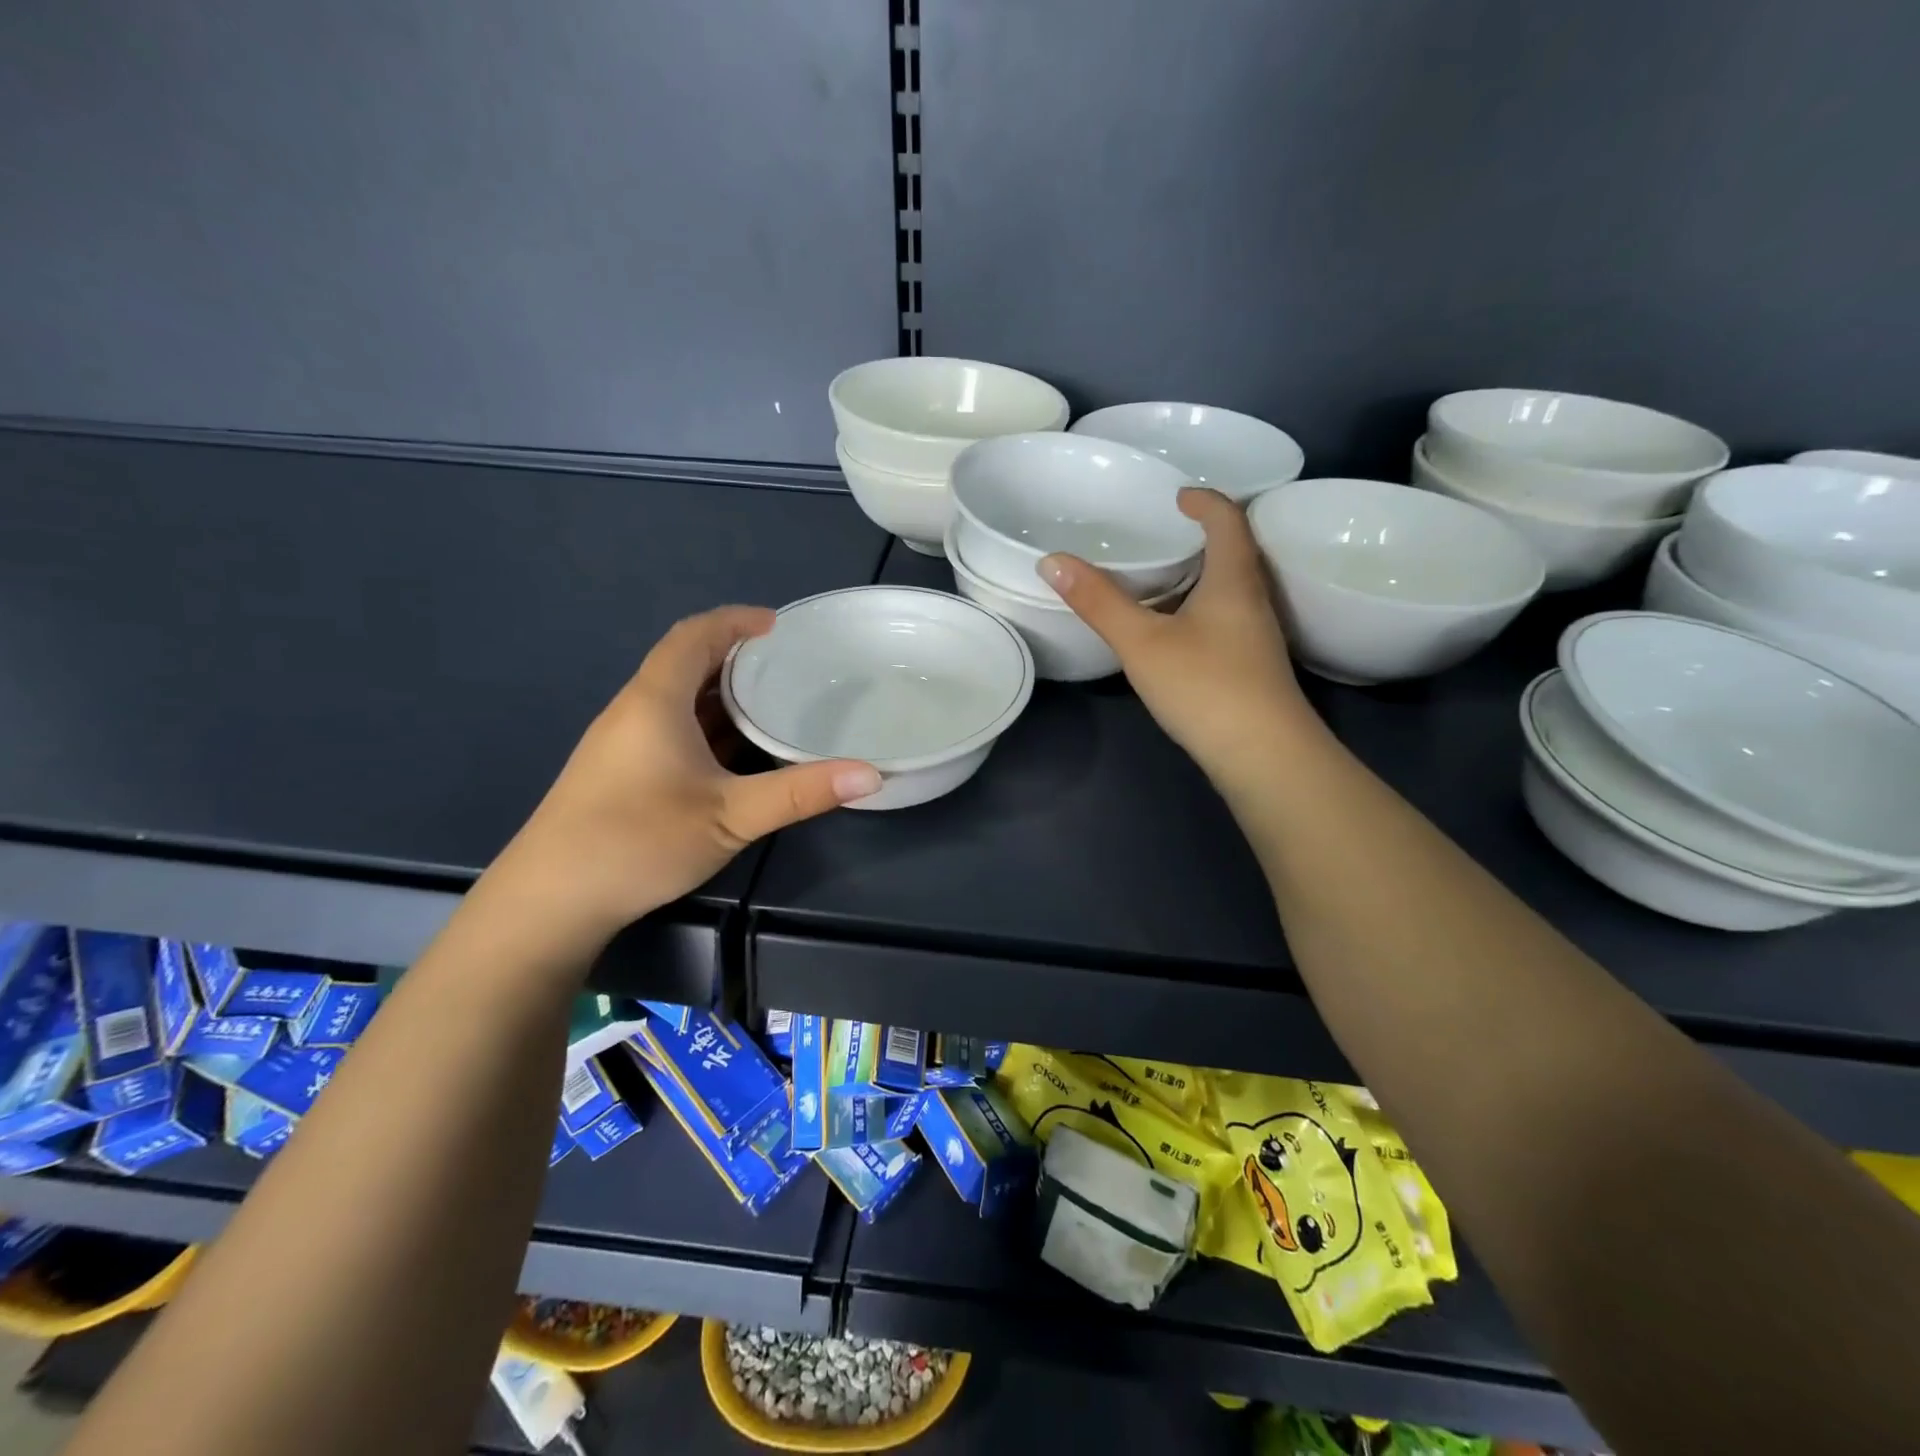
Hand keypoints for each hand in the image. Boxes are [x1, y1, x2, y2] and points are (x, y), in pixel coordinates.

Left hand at [482, 606, 879, 958]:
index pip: (694, 635)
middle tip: (788, 668)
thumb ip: (801, 792)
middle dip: (737, 659)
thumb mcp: (732, 816)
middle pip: (686, 664)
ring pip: (678, 701)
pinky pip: (670, 730)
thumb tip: (871, 775)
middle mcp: (635, 711)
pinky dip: (707, 728)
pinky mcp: (619, 773)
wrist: (549, 901)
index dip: (735, 620)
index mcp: (656, 701)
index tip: (777, 626)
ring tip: (772, 705)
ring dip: (722, 697)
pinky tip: (735, 755)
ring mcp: (622, 744)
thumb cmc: (639, 841)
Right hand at [1040, 488, 1317, 784]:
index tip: (1177, 496)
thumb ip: (1098, 602)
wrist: (1264, 755)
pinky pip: (1225, 619)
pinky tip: (1174, 631)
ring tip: (1159, 578)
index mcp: (1233, 579)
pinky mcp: (1252, 667)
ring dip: (1200, 576)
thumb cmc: (1206, 686)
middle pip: (1234, 551)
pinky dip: (1199, 609)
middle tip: (1160, 534)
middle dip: (1201, 536)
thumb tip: (1052, 561)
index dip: (1205, 500)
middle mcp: (1253, 599)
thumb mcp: (1142, 642)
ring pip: (1230, 589)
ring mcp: (1257, 636)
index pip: (1228, 519)